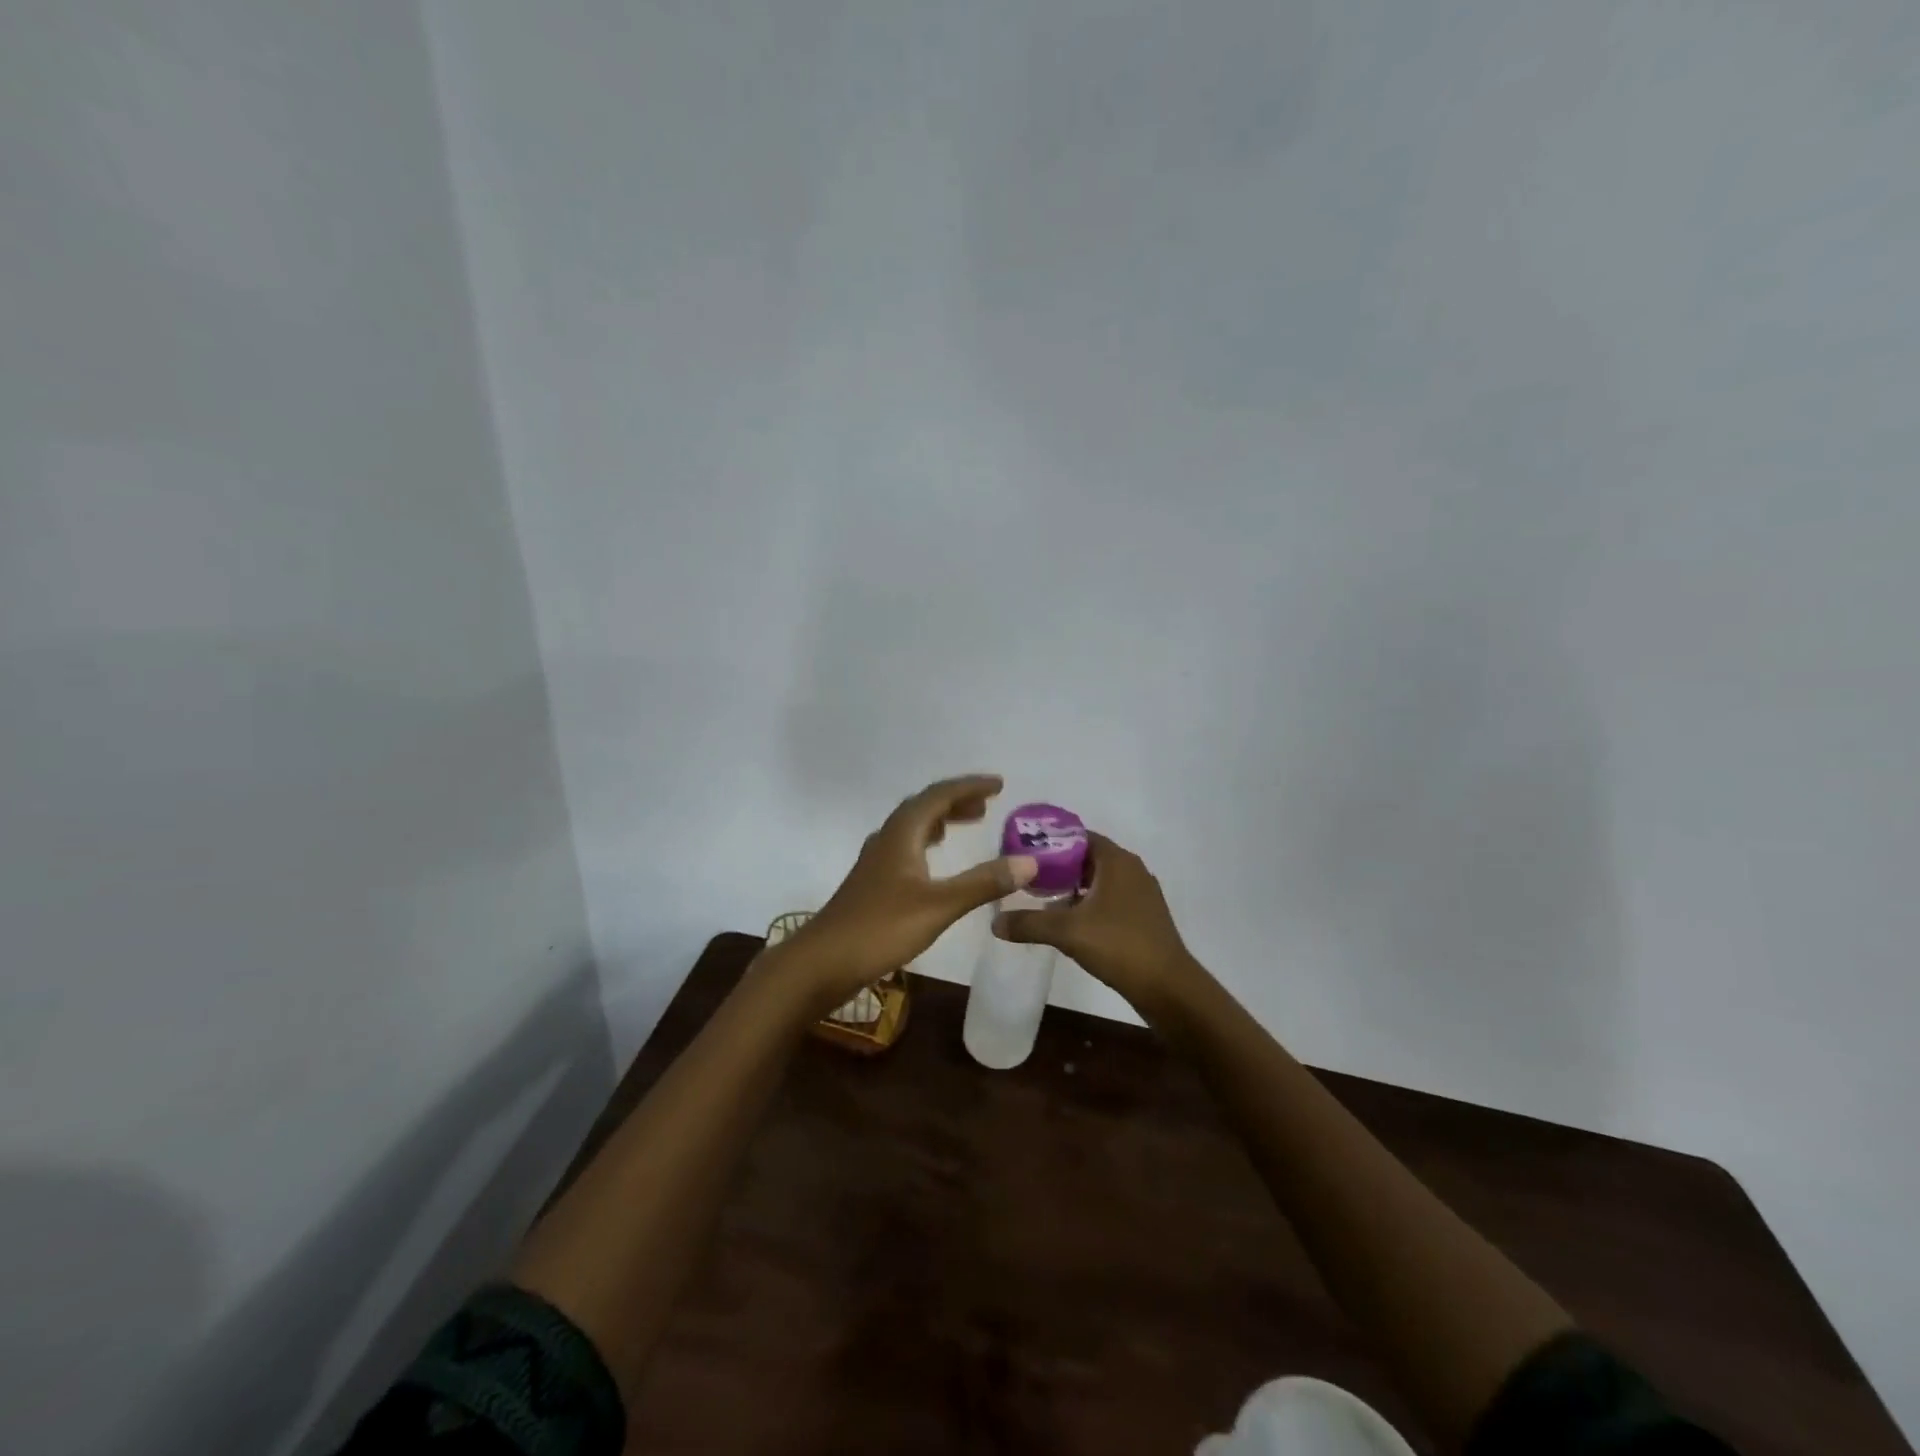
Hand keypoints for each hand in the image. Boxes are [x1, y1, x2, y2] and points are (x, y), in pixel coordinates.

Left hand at [783, 775, 1038, 1011]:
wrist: (822, 961)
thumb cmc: (880, 928)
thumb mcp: (939, 906)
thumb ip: (983, 883)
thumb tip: (1029, 862)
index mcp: (902, 834)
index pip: (939, 795)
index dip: (969, 787)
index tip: (999, 784)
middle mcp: (887, 839)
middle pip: (924, 807)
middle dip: (956, 801)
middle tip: (987, 805)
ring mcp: (876, 861)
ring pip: (912, 827)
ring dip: (941, 820)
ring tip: (967, 823)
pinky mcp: (872, 883)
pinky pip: (905, 847)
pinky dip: (927, 843)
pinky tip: (933, 862)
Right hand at [991, 832, 1203, 1013]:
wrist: (1168, 988)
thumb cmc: (1119, 946)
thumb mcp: (1067, 932)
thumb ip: (1029, 923)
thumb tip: (994, 923)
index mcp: (1117, 861)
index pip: (1078, 836)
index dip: (1050, 842)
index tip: (1023, 854)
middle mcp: (1132, 870)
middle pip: (1087, 857)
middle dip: (1057, 866)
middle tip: (1026, 877)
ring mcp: (1141, 894)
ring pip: (1099, 880)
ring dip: (1073, 887)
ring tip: (1042, 899)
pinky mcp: (1144, 916)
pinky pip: (1110, 899)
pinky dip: (1089, 903)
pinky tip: (1069, 922)